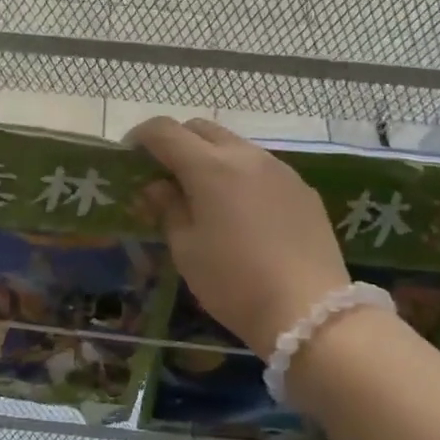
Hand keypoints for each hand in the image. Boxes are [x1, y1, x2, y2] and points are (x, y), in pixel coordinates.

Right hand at [127, 117, 352, 354]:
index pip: (164, 130)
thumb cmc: (233, 282)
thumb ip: (168, 208)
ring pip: (234, 145)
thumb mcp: (186, 249)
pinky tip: (242, 212)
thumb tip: (158, 186)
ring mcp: (279, 169)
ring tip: (204, 194)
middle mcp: (245, 155)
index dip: (141, 137)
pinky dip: (240, 175)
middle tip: (164, 174)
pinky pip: (262, 167)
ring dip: (211, 157)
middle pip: (201, 128)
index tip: (129, 157)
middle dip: (176, 142)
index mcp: (209, 167)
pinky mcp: (302, 188)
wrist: (310, 310)